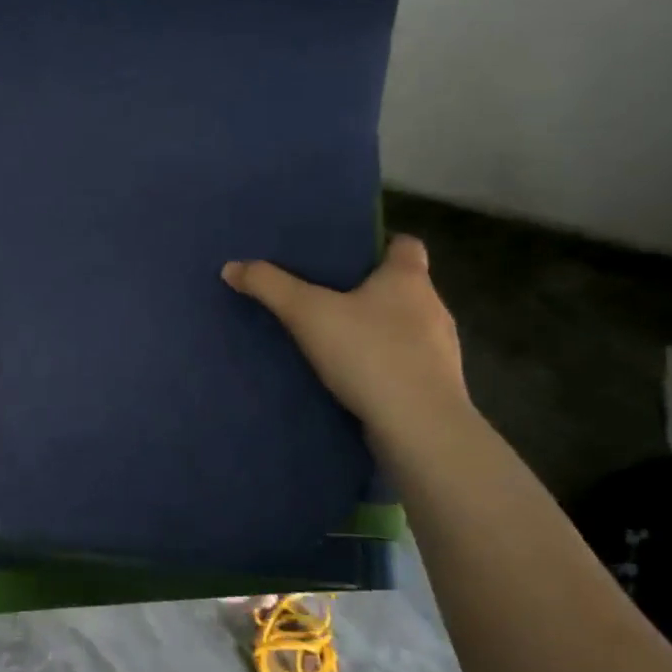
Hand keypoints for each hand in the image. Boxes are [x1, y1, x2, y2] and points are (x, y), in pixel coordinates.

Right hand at [222, 236, 469, 433]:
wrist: (419, 427)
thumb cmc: (369, 354)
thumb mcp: (306, 313)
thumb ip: (269, 286)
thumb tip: (231, 266)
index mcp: (408, 278)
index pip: (405, 244)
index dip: (379, 244)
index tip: (347, 255)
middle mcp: (433, 307)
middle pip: (402, 286)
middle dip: (367, 290)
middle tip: (325, 296)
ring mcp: (440, 350)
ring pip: (405, 327)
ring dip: (375, 330)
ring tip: (334, 339)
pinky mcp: (435, 386)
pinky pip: (405, 363)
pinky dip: (381, 364)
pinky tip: (352, 377)